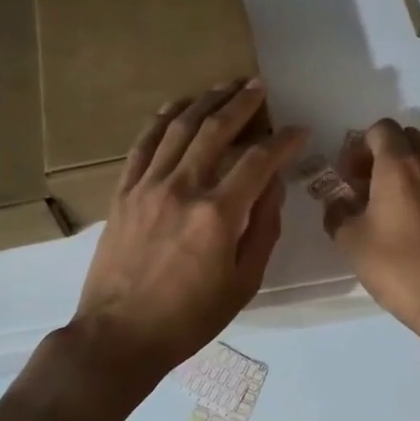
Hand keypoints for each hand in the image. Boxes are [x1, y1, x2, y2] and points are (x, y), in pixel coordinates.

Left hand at [68, 81, 306, 393]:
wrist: (120, 335)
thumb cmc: (190, 317)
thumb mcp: (244, 282)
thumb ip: (263, 228)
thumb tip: (273, 185)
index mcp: (218, 214)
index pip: (259, 161)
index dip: (283, 141)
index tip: (299, 131)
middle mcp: (182, 188)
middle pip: (216, 130)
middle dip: (242, 102)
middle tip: (259, 86)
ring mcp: (147, 186)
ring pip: (178, 127)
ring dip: (205, 101)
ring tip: (225, 85)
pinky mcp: (123, 192)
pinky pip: (143, 144)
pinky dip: (162, 119)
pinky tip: (177, 105)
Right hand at [322, 119, 419, 340]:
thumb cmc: (397, 267)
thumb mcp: (350, 241)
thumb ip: (337, 212)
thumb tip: (337, 202)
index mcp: (400, 166)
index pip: (382, 129)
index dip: (361, 145)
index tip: (351, 175)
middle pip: (409, 140)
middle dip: (386, 155)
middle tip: (370, 188)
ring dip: (411, 175)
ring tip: (397, 212)